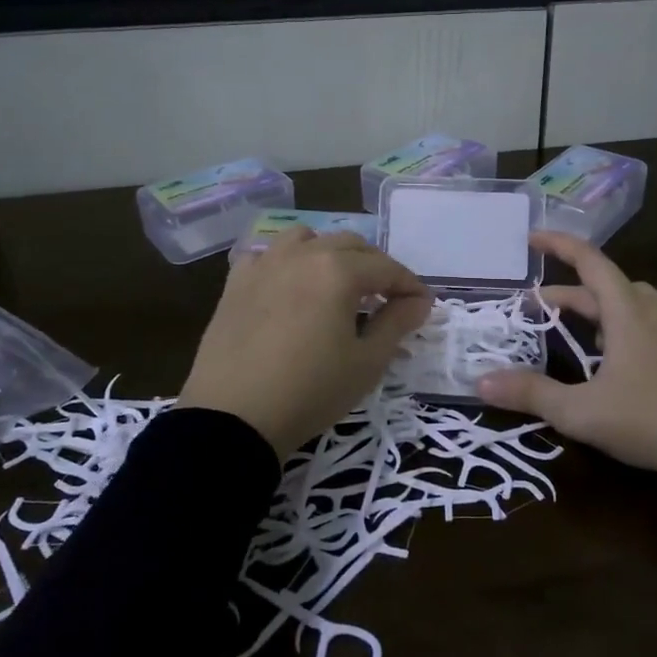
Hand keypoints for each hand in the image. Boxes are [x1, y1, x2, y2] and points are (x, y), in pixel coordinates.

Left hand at [179, 227, 431, 457]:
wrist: (233, 418)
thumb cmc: (311, 391)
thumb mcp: (366, 363)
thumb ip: (397, 324)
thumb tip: (419, 302)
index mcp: (338, 271)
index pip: (387, 268)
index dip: (410, 285)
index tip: (423, 305)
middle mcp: (302, 255)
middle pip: (350, 245)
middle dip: (375, 267)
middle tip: (386, 298)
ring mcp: (265, 264)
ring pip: (306, 239)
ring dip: (329, 253)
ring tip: (336, 284)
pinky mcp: (236, 283)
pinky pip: (267, 256)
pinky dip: (286, 263)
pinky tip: (289, 288)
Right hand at [476, 232, 656, 499]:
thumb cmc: (647, 422)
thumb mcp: (579, 412)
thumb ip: (530, 393)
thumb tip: (480, 381)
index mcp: (627, 311)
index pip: (589, 261)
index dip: (558, 245)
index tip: (532, 239)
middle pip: (610, 286)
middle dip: (574, 295)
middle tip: (544, 313)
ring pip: (644, 299)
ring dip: (613, 305)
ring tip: (596, 330)